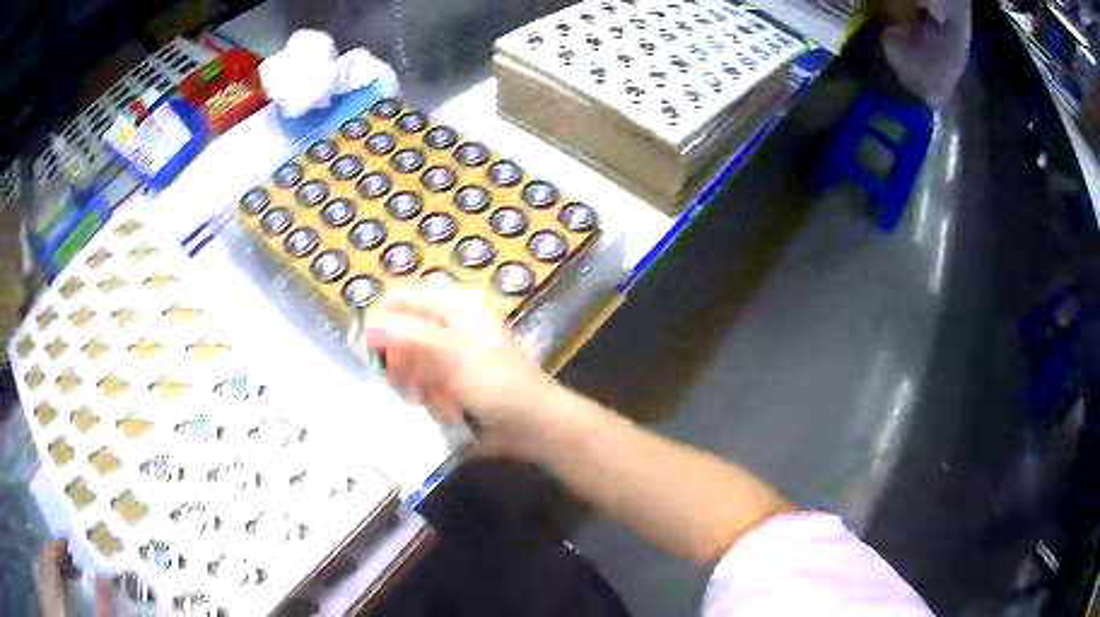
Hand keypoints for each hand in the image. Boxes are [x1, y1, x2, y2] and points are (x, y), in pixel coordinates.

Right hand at [364, 280, 558, 458]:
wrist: (533, 424)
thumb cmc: (498, 385)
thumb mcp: (452, 357)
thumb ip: (409, 336)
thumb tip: (369, 325)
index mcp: (454, 304)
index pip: (401, 296)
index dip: (381, 320)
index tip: (371, 352)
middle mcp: (450, 321)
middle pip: (401, 331)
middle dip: (404, 363)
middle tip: (413, 385)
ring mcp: (451, 350)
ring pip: (409, 361)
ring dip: (418, 385)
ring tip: (436, 401)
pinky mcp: (453, 376)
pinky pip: (424, 382)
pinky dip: (430, 397)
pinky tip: (446, 411)